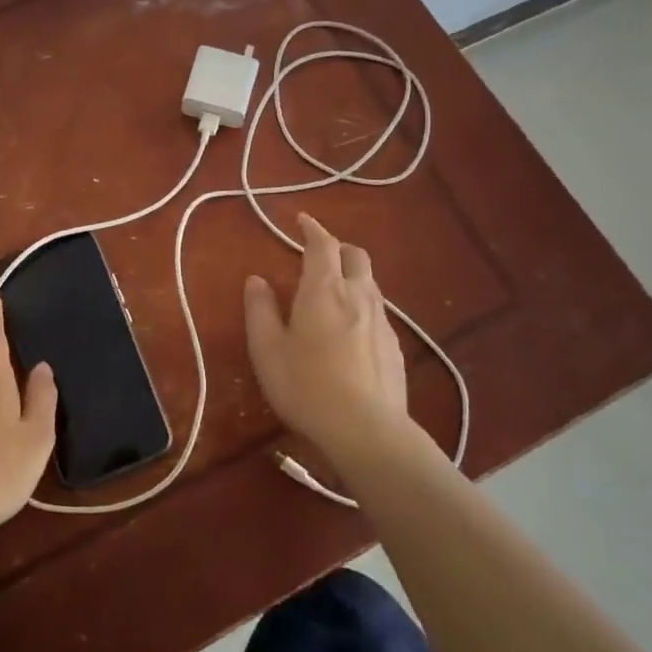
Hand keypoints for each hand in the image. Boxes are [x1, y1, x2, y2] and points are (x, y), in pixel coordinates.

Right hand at [243, 214, 415, 469]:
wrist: (367, 430)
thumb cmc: (306, 386)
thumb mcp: (268, 350)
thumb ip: (260, 310)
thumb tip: (257, 280)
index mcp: (324, 290)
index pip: (322, 245)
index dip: (312, 229)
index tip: (302, 221)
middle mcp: (358, 295)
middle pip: (356, 256)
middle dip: (338, 248)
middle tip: (319, 255)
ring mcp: (382, 321)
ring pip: (370, 284)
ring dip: (352, 277)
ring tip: (333, 292)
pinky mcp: (395, 347)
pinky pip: (377, 312)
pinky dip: (361, 306)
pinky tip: (351, 331)